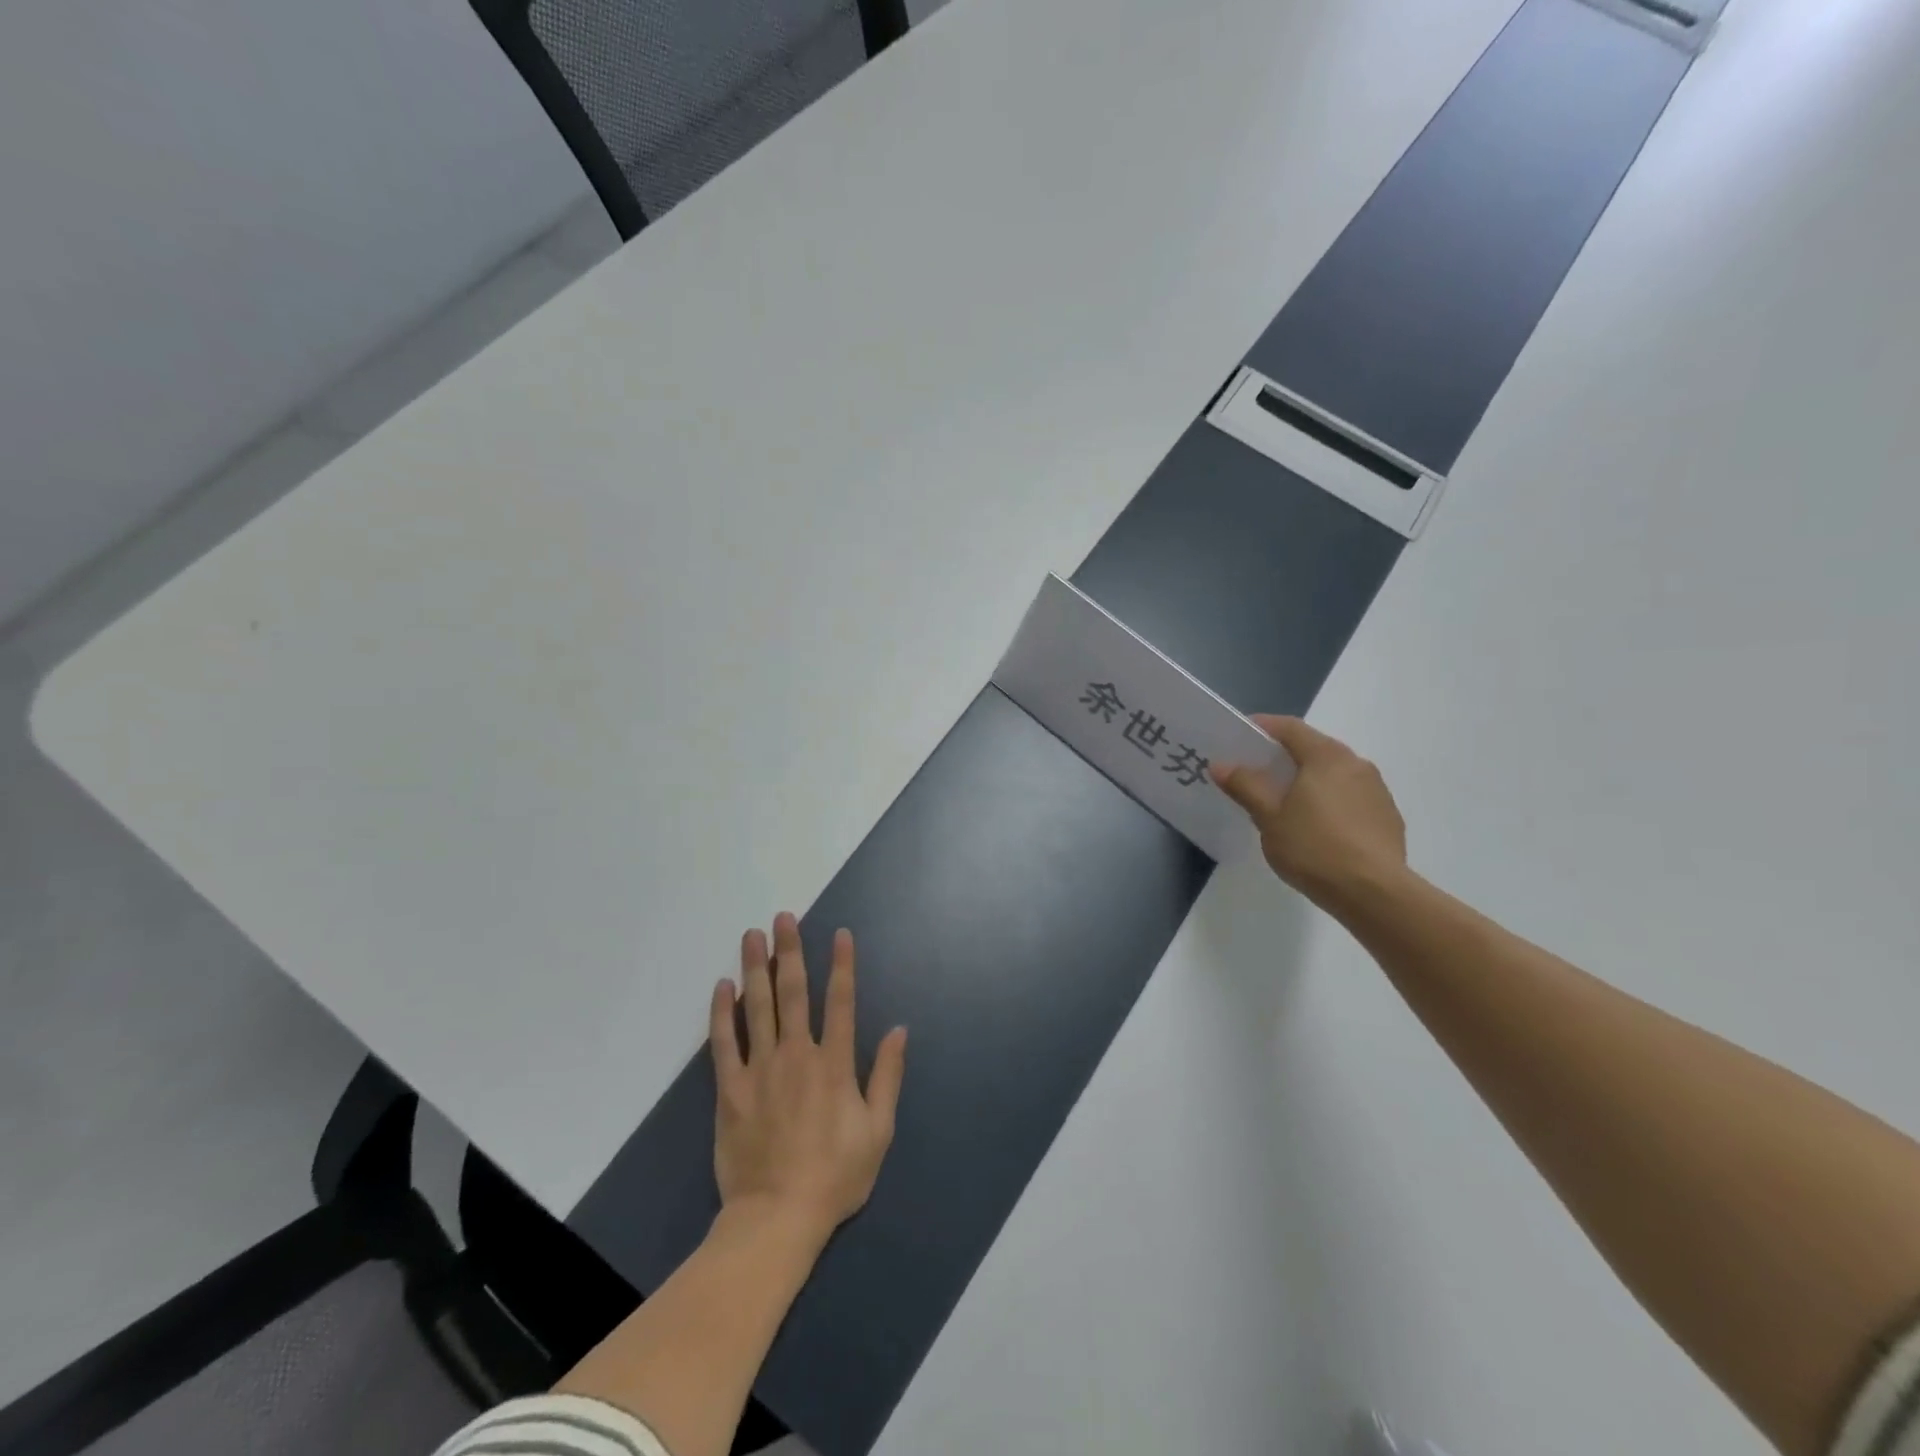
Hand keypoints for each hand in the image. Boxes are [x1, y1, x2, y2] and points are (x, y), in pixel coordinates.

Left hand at [709, 913, 906, 1250]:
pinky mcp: (731, 1090)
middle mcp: (797, 1055)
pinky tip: (723, 987)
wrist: (777, 1218)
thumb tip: (899, 1030)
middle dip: (790, 951)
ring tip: (751, 935)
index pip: (841, 1002)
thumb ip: (888, 1077)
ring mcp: (760, 1070)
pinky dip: (723, 1013)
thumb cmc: (835, 1176)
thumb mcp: (878, 1131)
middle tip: (783, 918)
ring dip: (755, 968)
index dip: (842, 965)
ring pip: (758, 1008)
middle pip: (793, 993)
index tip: (839, 933)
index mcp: (835, 1064)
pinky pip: (724, 1044)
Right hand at [1210, 715, 1407, 910]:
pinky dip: (1330, 802)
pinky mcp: (1388, 818)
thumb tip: (1221, 764)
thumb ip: (1245, 786)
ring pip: (1335, 775)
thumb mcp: (1268, 817)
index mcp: (1326, 756)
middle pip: (1315, 749)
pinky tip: (1318, 830)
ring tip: (1286, 805)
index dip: (1263, 727)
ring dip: (1310, 781)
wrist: (1374, 893)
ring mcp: (1377, 791)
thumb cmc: (1313, 847)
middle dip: (1285, 757)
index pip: (1291, 728)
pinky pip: (1351, 798)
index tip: (1240, 736)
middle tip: (1258, 774)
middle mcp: (1356, 764)